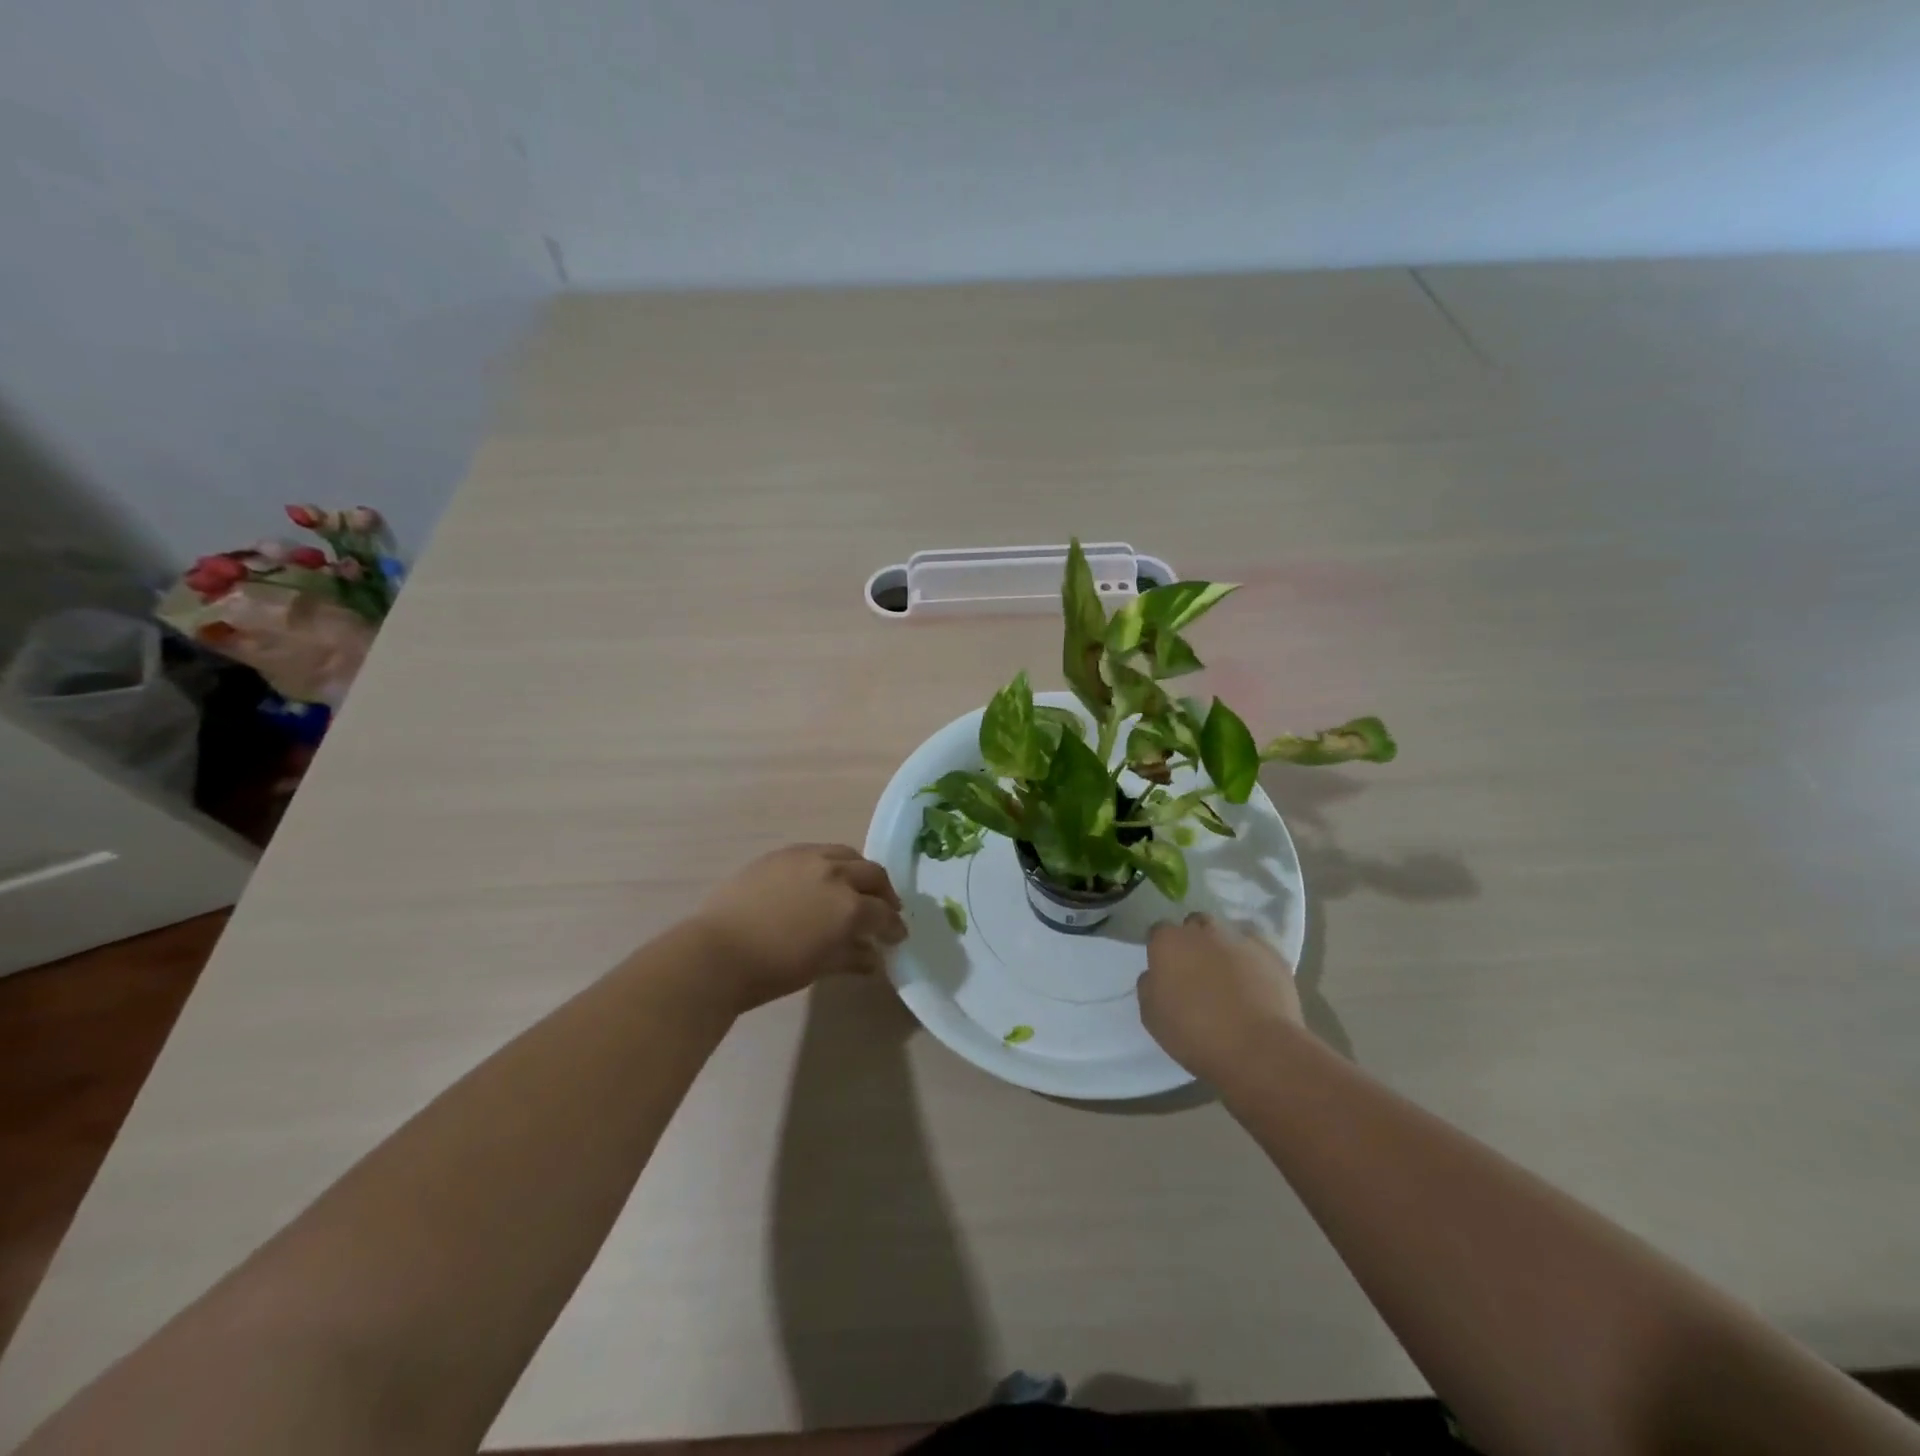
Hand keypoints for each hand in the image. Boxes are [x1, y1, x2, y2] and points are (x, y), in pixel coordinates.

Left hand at [691, 844, 906, 1012]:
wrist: (718, 953)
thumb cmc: (772, 970)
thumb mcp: (820, 967)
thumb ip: (852, 956)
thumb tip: (873, 957)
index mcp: (849, 907)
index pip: (884, 914)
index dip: (894, 926)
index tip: (897, 935)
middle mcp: (835, 875)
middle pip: (873, 875)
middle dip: (884, 893)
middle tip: (885, 908)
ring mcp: (808, 858)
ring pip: (847, 855)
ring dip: (859, 871)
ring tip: (856, 886)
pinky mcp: (782, 853)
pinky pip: (817, 851)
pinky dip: (830, 863)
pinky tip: (823, 877)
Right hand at [1139, 913, 1303, 1076]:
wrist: (1259, 1050)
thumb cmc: (1195, 1035)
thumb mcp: (1152, 1016)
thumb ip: (1149, 985)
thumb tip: (1156, 974)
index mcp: (1169, 942)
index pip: (1159, 931)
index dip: (1162, 949)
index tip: (1166, 969)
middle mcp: (1203, 931)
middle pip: (1195, 925)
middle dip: (1194, 940)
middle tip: (1197, 971)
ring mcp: (1241, 939)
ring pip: (1227, 933)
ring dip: (1223, 948)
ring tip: (1228, 978)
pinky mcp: (1273, 955)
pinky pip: (1256, 950)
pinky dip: (1252, 961)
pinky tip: (1254, 985)